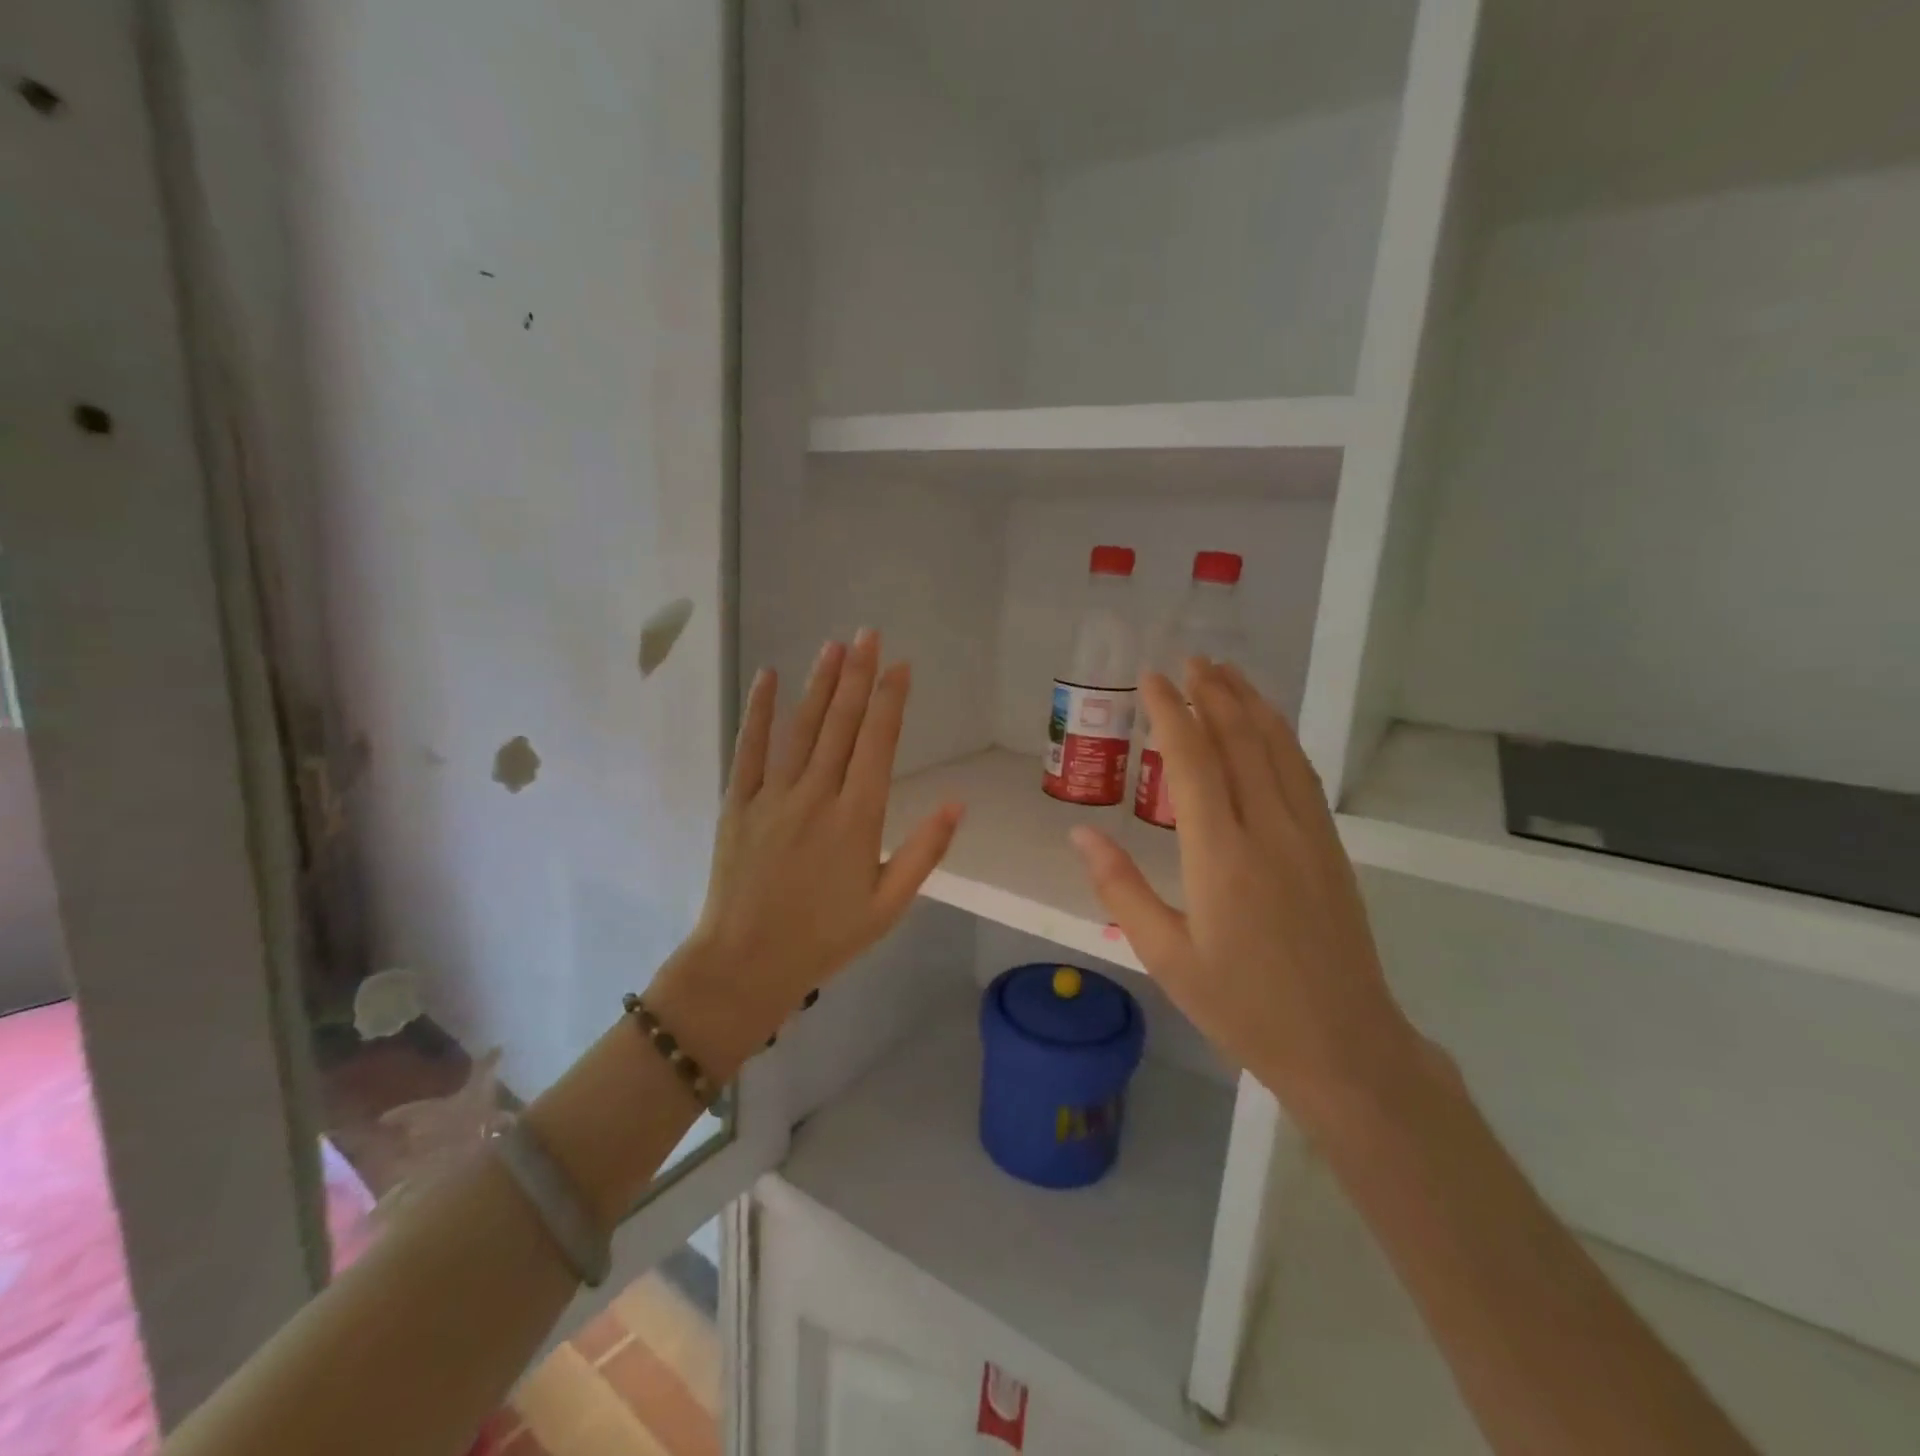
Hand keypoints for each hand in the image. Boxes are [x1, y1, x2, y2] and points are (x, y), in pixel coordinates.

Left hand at [674, 630, 962, 1068]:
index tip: (901, 665)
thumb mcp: (889, 905)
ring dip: (820, 684)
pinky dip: (760, 712)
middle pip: (842, 724)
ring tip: (835, 646)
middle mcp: (817, 796)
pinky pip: (749, 749)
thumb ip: (924, 851)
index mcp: (858, 819)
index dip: (891, 701)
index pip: (879, 744)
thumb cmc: (826, 937)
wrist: (747, 963)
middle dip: (858, 675)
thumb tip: (958, 802)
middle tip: (869, 634)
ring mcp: (773, 796)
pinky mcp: (737, 803)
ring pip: (802, 728)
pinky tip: (768, 677)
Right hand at [1069, 660, 1422, 1123]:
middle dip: (1213, 693)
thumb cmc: (1242, 1007)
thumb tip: (1079, 835)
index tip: (1151, 679)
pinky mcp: (1330, 848)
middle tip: (1189, 659)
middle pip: (1240, 740)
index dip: (1170, 712)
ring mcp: (1308, 835)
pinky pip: (1302, 775)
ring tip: (1227, 673)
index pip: (1192, 760)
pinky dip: (1281, 738)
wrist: (1344, 1045)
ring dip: (1250, 705)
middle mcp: (1268, 830)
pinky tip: (1269, 728)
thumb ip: (1120, 888)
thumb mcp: (1165, 957)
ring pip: (1278, 749)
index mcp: (1220, 856)